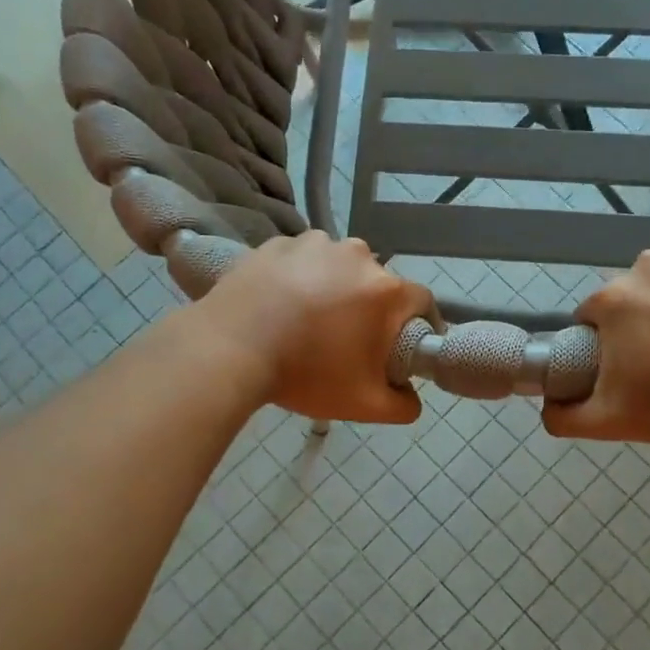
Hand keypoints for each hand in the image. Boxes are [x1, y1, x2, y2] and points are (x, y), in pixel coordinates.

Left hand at [199, 231, 431, 423]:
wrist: (227, 350)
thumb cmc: (305, 374)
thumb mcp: (364, 405)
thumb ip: (403, 405)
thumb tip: (410, 398)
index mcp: (387, 290)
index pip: (423, 302)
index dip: (417, 326)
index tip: (400, 347)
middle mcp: (358, 256)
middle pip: (378, 283)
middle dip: (370, 309)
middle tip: (347, 340)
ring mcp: (315, 243)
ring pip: (339, 267)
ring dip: (334, 287)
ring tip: (308, 320)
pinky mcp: (278, 243)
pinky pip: (301, 260)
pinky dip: (299, 277)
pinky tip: (280, 304)